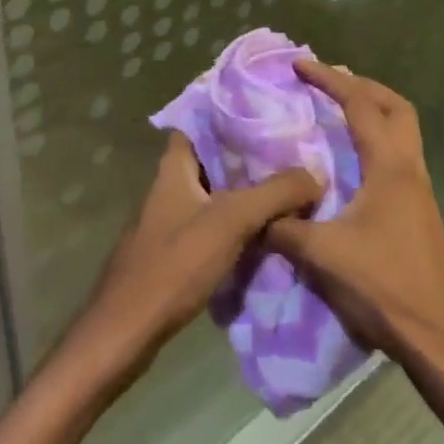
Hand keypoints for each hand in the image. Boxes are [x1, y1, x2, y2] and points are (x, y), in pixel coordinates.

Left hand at [71, 130, 322, 376]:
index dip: (231, 115)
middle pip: (212, 160)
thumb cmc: (174, 263)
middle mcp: (169, 185)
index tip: (268, 114)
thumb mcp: (231, 221)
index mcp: (174, 166)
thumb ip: (274, 193)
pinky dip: (236, 223)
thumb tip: (315, 172)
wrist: (128, 328)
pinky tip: (265, 232)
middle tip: (292, 153)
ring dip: (245, 192)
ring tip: (288, 188)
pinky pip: (211, 224)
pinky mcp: (174, 250)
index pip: (200, 123)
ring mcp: (169, 219)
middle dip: (248, 156)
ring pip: (214, 193)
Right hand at [268, 62, 443, 367]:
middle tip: (327, 82)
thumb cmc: (383, 288)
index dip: (330, 79)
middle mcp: (409, 170)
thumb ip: (283, 227)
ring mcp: (419, 191)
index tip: (300, 65)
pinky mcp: (419, 211)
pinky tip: (349, 161)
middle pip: (395, 107)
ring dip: (372, 111)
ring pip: (402, 131)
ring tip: (336, 112)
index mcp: (389, 168)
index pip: (360, 105)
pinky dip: (375, 140)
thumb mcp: (322, 255)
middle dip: (361, 86)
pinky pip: (398, 155)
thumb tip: (256, 211)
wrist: (438, 339)